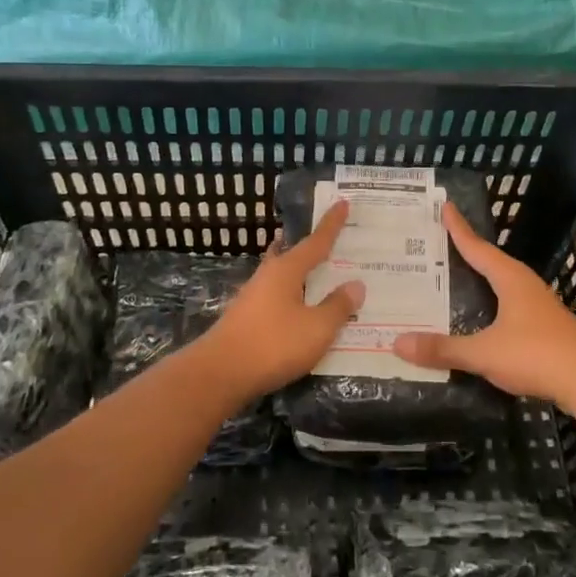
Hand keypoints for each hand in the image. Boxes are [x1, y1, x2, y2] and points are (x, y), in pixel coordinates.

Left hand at [194, 200, 365, 404]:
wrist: (220, 373)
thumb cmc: (273, 344)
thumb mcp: (317, 328)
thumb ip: (338, 307)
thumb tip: (355, 285)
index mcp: (287, 270)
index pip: (316, 241)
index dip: (331, 225)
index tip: (342, 203)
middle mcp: (268, 276)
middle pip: (292, 254)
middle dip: (309, 247)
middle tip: (328, 240)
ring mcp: (253, 297)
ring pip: (281, 276)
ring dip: (299, 273)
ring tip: (318, 274)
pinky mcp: (246, 318)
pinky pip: (276, 297)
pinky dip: (292, 296)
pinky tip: (299, 309)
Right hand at [392, 202, 575, 412]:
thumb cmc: (537, 354)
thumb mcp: (484, 353)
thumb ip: (443, 349)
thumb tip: (397, 342)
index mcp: (511, 279)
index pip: (478, 248)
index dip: (459, 229)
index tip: (445, 207)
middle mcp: (526, 286)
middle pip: (491, 262)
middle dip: (468, 253)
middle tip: (440, 243)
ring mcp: (540, 308)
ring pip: (503, 286)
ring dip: (481, 281)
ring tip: (456, 279)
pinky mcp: (547, 330)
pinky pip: (510, 308)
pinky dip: (491, 306)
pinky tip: (482, 320)